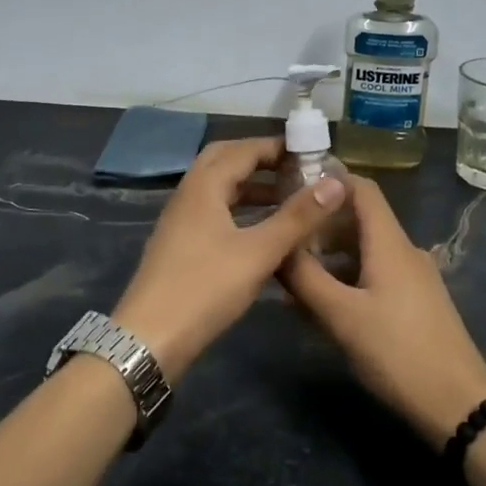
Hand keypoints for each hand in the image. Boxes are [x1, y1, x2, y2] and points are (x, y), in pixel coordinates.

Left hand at [115, 137, 347, 380]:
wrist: (150, 338)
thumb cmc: (205, 288)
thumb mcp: (259, 252)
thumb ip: (298, 217)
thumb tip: (335, 182)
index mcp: (203, 186)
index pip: (243, 149)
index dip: (276, 147)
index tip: (311, 151)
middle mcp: (188, 195)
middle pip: (224, 161)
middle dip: (260, 159)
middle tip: (295, 168)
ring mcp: (180, 220)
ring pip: (218, 188)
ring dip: (250, 186)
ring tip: (287, 197)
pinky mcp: (180, 244)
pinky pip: (213, 210)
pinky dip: (239, 209)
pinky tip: (260, 230)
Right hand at [282, 178, 485, 446]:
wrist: (459, 406)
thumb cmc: (397, 353)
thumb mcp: (341, 316)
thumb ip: (305, 278)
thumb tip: (276, 247)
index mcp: (390, 243)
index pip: (362, 188)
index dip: (329, 179)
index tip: (291, 186)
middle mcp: (405, 251)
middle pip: (361, 219)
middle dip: (321, 223)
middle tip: (283, 235)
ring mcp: (415, 277)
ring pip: (367, 249)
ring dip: (332, 253)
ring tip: (296, 271)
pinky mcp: (417, 302)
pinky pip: (377, 273)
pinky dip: (348, 275)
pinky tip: (326, 301)